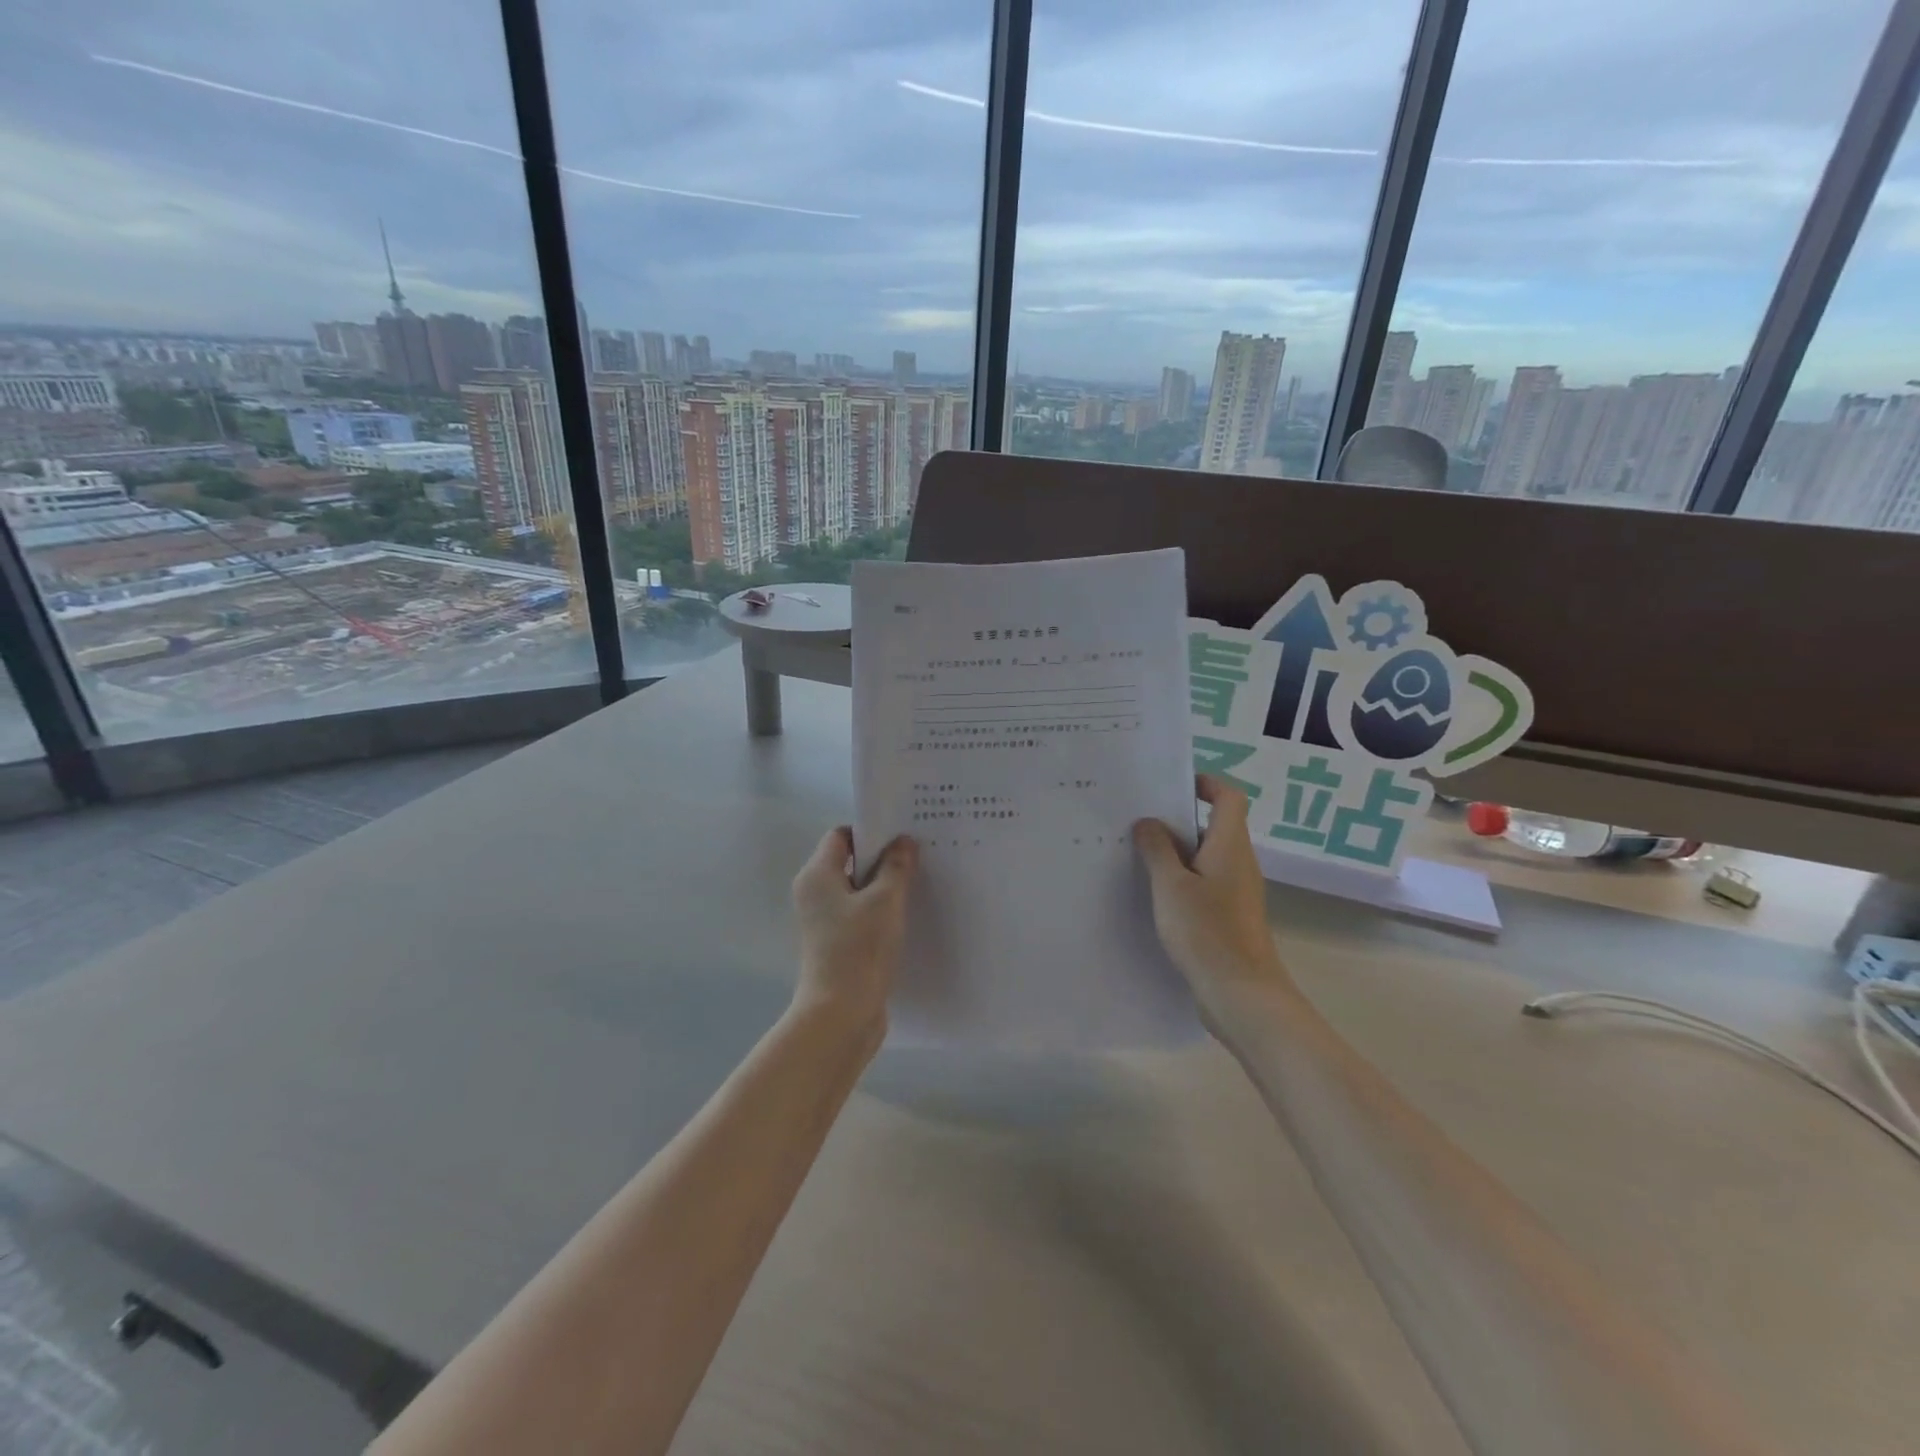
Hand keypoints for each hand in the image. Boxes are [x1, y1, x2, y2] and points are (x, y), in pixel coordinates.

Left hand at [791, 828, 917, 1032]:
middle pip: (849, 862)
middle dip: (882, 858)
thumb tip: (903, 842)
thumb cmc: (859, 948)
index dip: (871, 832)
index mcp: (817, 875)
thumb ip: (896, 866)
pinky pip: (859, 914)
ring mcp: (824, 921)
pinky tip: (908, 915)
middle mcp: (814, 893)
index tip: (903, 834)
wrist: (841, 1014)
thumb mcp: (885, 900)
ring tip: (919, 883)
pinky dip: (880, 911)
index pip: (841, 836)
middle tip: (918, 856)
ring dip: (884, 887)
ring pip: (857, 890)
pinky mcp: (836, 943)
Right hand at [1133, 776, 1296, 1027]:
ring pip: (1205, 856)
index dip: (1205, 783)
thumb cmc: (1206, 932)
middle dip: (1177, 818)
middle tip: (1138, 818)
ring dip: (1175, 851)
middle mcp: (1238, 862)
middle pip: (1214, 825)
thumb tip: (1149, 822)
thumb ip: (1157, 849)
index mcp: (1230, 845)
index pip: (1229, 797)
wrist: (1242, 994)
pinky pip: (1203, 883)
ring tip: (1136, 852)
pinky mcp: (1228, 916)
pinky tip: (1151, 891)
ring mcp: (1236, 891)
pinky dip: (1180, 878)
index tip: (1170, 785)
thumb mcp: (1171, 885)